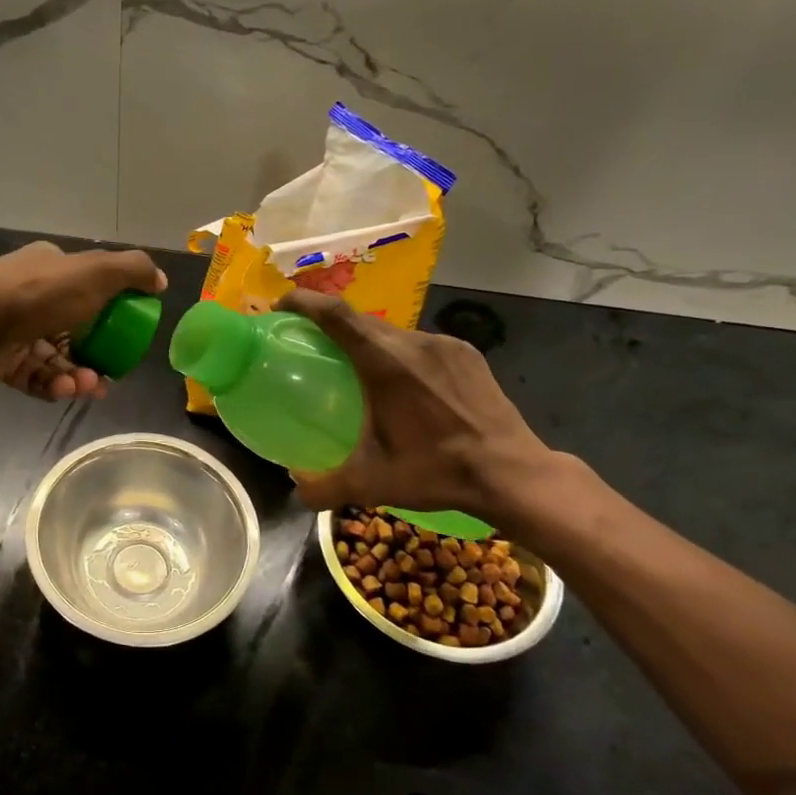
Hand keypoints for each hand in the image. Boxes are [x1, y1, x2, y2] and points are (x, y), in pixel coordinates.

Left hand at [0, 241, 167, 400]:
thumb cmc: (33, 297)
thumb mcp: (92, 274)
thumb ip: (131, 271)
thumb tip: (159, 279)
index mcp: (50, 266)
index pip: (90, 285)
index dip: (114, 309)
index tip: (130, 334)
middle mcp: (30, 293)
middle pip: (75, 325)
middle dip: (96, 351)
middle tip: (112, 373)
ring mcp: (12, 327)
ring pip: (56, 354)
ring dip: (77, 372)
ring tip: (87, 387)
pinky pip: (35, 374)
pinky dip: (52, 383)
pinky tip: (64, 390)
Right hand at [279, 289, 559, 523]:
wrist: (513, 475)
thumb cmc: (437, 471)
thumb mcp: (372, 483)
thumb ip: (325, 487)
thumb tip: (295, 491)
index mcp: (384, 362)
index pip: (336, 315)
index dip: (305, 303)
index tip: (282, 307)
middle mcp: (413, 343)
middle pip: (363, 320)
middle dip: (333, 324)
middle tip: (315, 344)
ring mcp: (445, 345)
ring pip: (395, 333)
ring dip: (371, 342)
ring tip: (361, 369)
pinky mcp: (468, 355)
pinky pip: (423, 345)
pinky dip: (403, 355)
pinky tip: (407, 386)